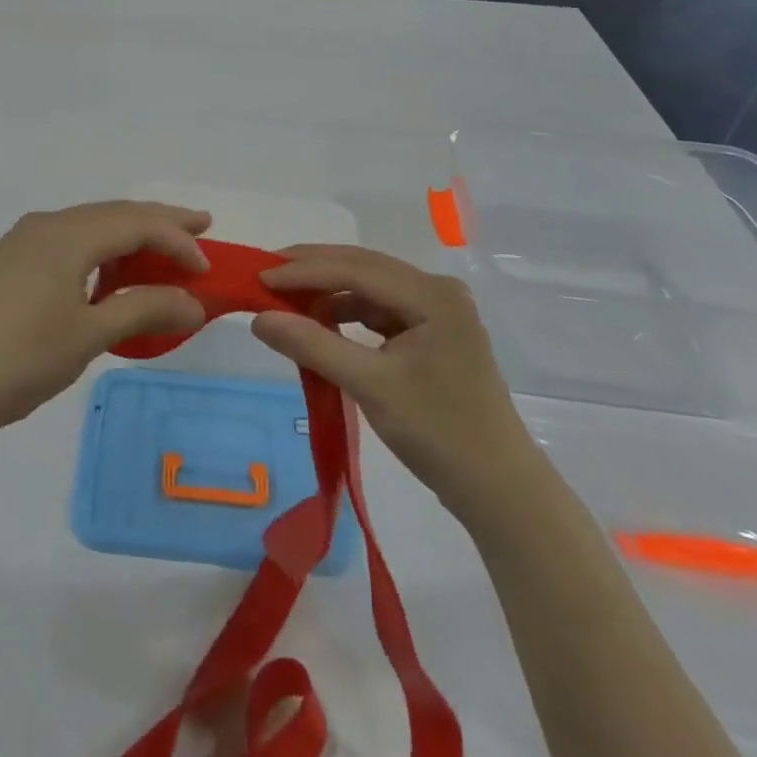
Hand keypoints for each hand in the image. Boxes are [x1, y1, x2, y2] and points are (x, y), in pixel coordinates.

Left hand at [0, 202, 211, 446]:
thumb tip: (195, 304)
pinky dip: (97, 250)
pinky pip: (65, 242)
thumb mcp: (90, 335)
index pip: (136, 223)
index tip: (207, 269)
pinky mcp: (6, 264)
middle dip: (158, 221)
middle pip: (113, 213)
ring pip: (87, 225)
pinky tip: (104, 276)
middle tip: (200, 227)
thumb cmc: (21, 359)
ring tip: (159, 253)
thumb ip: (145, 309)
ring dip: (127, 235)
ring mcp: (20, 243)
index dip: (177, 240)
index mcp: (66, 235)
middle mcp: (44, 225)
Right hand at [253, 246, 533, 508]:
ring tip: (286, 297)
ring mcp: (437, 311)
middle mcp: (437, 290)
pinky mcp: (431, 332)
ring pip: (369, 286)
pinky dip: (347, 311)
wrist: (498, 489)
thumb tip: (258, 319)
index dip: (304, 270)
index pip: (356, 269)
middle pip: (364, 267)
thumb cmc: (439, 433)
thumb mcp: (370, 386)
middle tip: (265, 273)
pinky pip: (379, 309)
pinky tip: (321, 320)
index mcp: (432, 294)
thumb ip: (313, 345)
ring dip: (328, 289)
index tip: (258, 277)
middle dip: (313, 269)